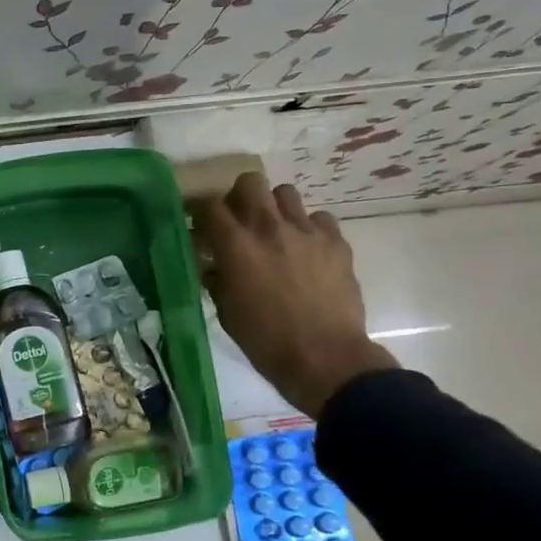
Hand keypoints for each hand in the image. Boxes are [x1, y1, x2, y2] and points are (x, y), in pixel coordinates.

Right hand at [199, 173, 398, 416]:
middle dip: (242, 196)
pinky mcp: (336, 242)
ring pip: (286, 193)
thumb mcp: (227, 312)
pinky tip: (308, 249)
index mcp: (236, 247)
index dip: (204, 212)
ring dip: (276, 208)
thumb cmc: (266, 341)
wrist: (325, 358)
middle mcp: (269, 228)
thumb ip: (217, 280)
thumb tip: (213, 266)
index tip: (204, 226)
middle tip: (242, 219)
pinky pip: (319, 218)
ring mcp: (306, 231)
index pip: (211, 206)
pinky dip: (310, 228)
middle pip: (251, 182)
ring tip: (277, 231)